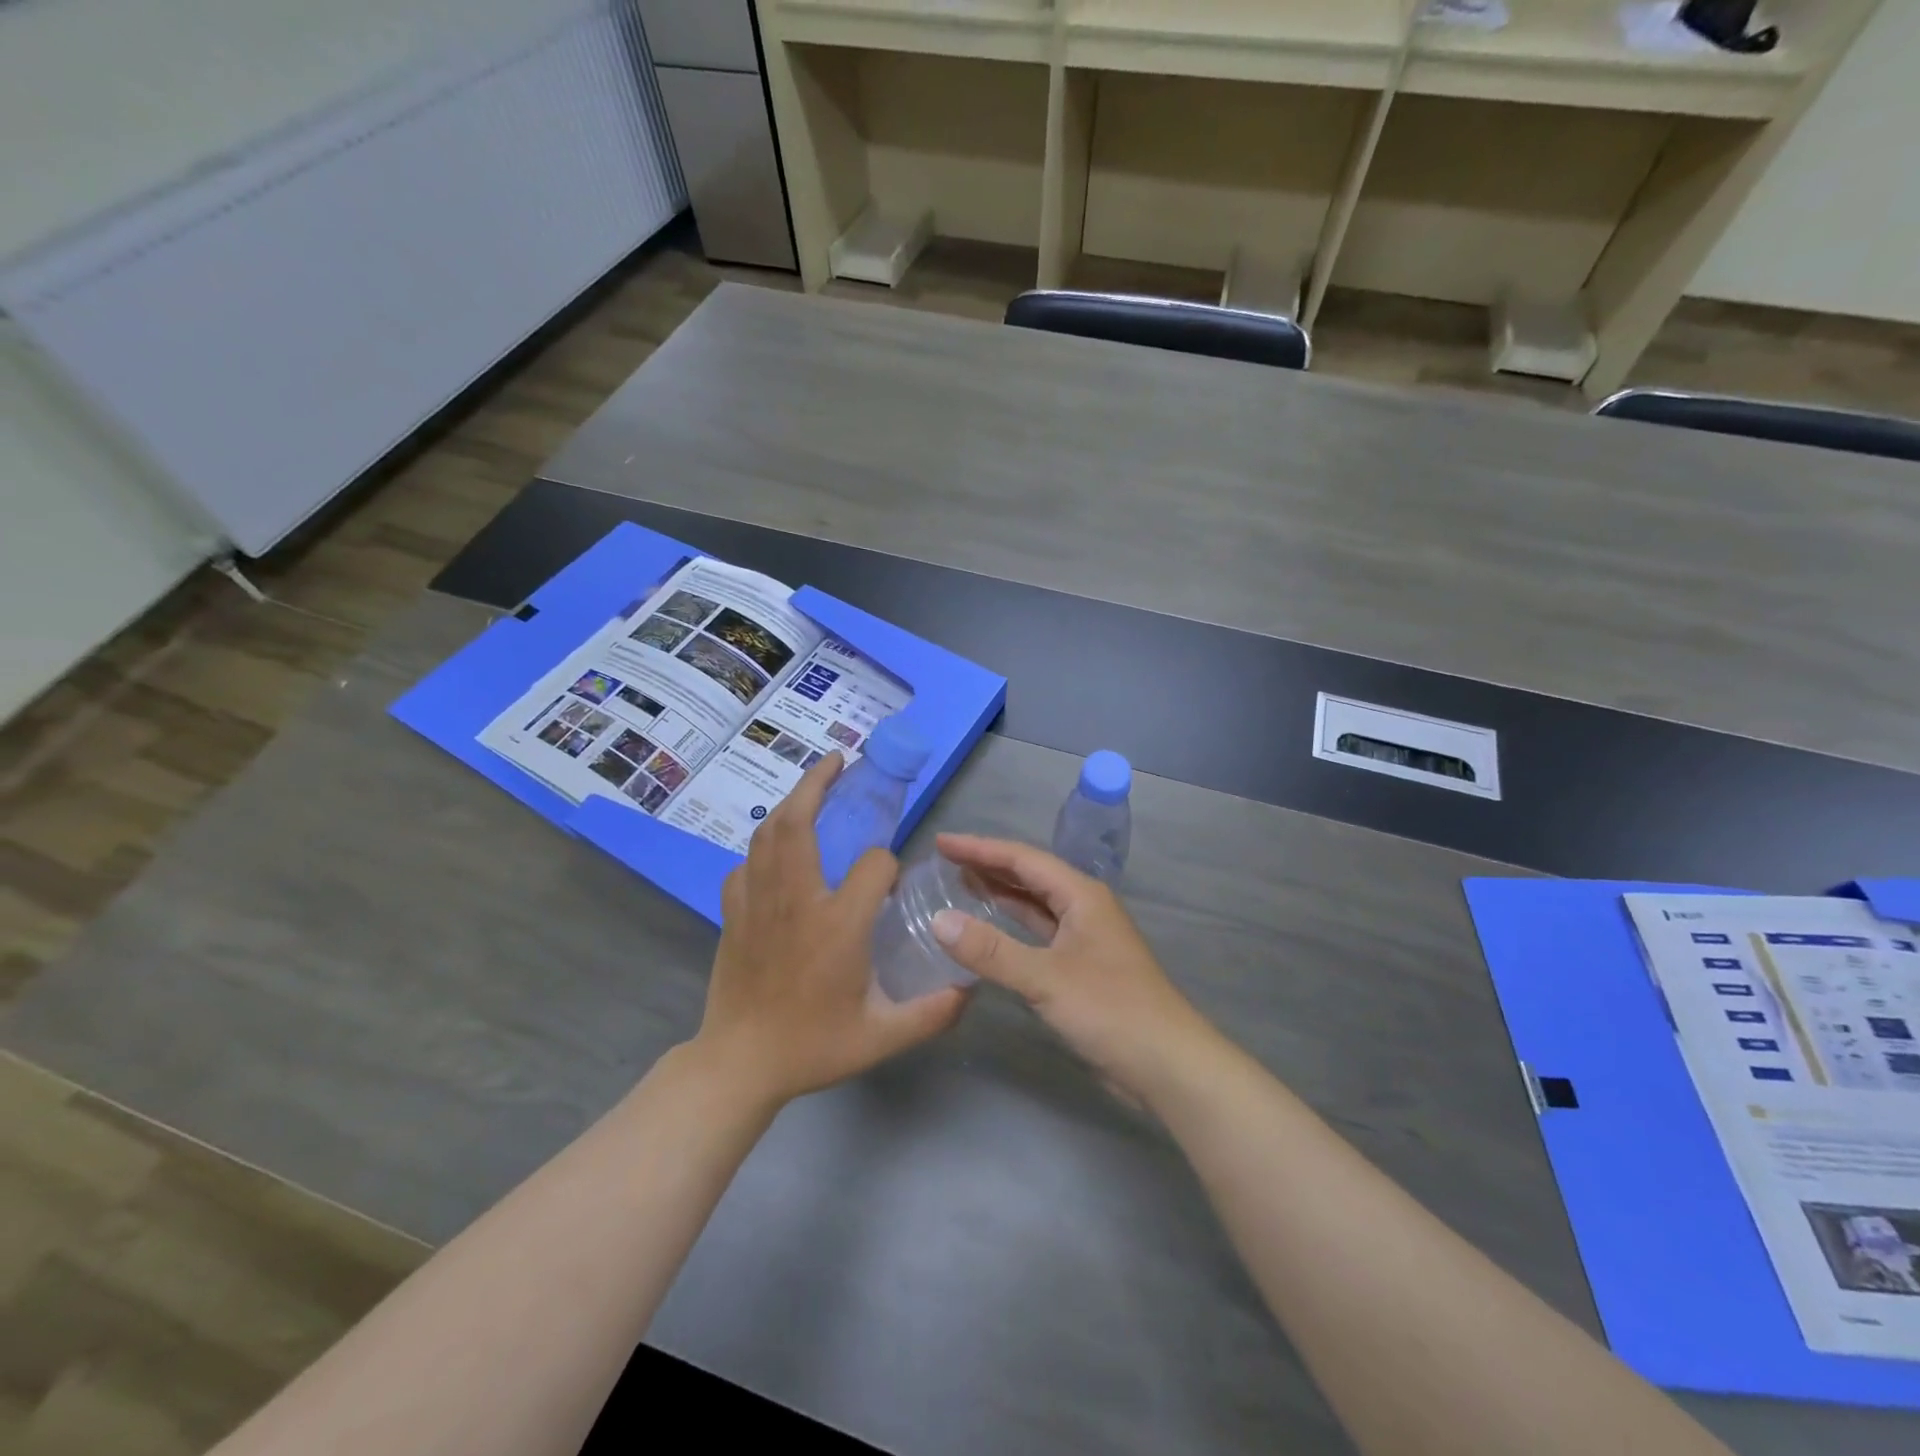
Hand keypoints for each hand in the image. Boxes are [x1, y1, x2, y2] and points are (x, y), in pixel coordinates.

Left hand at [691, 754, 967, 1109]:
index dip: (887, 866)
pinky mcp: (733, 913)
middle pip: (799, 822)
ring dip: (790, 802)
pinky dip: (761, 847)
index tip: (890, 884)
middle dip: (819, 783)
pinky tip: (775, 851)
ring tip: (810, 787)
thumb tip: (969, 987)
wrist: (739, 1064)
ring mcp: (758, 903)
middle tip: (838, 760)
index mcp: (837, 924)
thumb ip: (932, 1012)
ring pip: (767, 834)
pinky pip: (745, 864)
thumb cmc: (813, 1047)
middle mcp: (796, 900)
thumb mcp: (882, 1036)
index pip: (873, 865)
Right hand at [931, 834, 1217, 1107]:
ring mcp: (1084, 939)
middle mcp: (1084, 908)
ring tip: (960, 885)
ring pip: (1035, 905)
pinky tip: (990, 932)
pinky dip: (1012, 927)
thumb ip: (991, 950)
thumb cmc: (1111, 1010)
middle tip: (945, 862)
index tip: (942, 843)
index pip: (1023, 859)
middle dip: (988, 866)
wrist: (1167, 1065)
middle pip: (1030, 877)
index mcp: (1081, 895)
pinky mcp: (1081, 968)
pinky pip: (1039, 934)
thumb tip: (939, 920)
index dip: (980, 848)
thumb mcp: (1046, 978)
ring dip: (1000, 894)